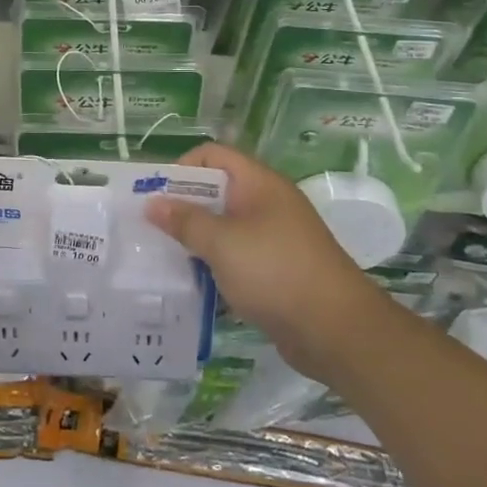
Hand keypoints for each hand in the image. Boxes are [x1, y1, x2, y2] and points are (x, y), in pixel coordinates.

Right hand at [145, 143, 381, 382]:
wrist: (336, 330)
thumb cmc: (276, 272)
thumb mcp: (222, 243)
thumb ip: (185, 221)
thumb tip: (152, 203)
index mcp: (259, 184)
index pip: (212, 156)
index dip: (181, 168)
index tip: (155, 195)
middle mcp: (267, 204)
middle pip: (216, 191)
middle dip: (182, 207)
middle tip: (149, 228)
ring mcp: (273, 238)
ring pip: (224, 227)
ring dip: (196, 239)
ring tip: (163, 257)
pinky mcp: (276, 270)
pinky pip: (236, 257)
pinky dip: (214, 265)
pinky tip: (192, 284)